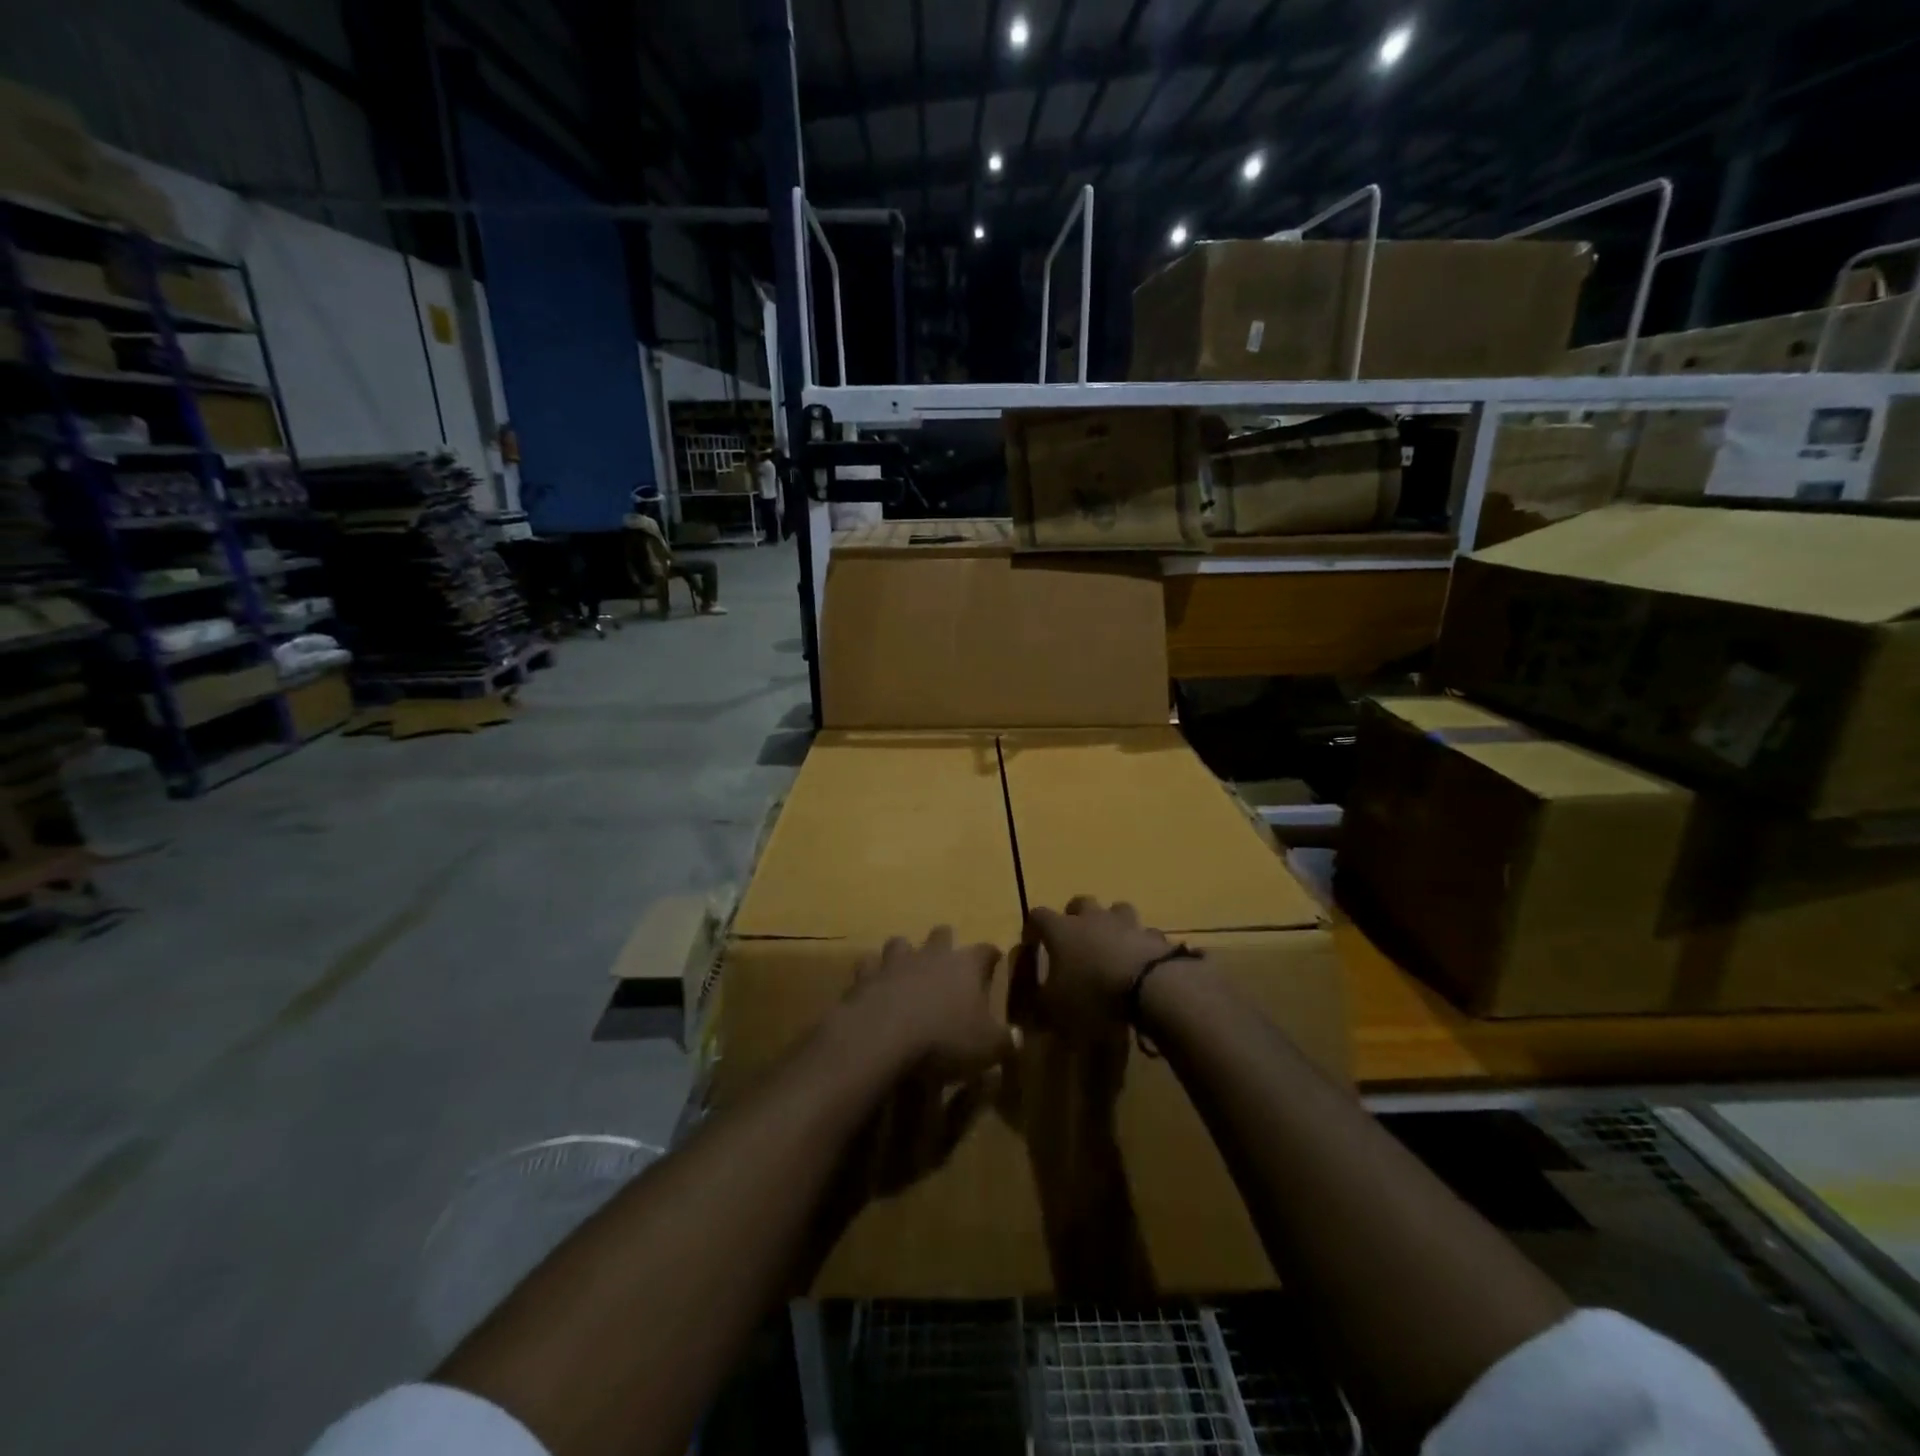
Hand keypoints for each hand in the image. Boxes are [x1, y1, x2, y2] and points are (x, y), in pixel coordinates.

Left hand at [838, 927, 1017, 1081]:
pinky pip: (868, 966)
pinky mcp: (865, 976)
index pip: (986, 950)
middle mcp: (931, 954)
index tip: (994, 961)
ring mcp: (895, 962)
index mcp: (965, 965)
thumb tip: (1019, 1037)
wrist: (882, 1035)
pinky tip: (873, 986)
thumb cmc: (944, 1038)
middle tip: (948, 959)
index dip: (991, 956)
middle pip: (942, 934)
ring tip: (906, 969)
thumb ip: (1005, 1041)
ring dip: (904, 953)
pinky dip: (872, 974)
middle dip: (945, 942)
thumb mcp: (986, 1047)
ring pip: (901, 943)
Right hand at [1016, 897, 1175, 1033]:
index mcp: (1061, 930)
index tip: (1032, 941)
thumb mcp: (1055, 1008)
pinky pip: (1144, 934)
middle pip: (1080, 902)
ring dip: (1111, 922)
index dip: (1033, 926)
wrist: (1150, 988)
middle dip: (1074, 916)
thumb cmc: (1093, 994)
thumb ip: (1040, 1002)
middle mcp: (1092, 918)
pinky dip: (1140, 943)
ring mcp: (1126, 923)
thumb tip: (1034, 1001)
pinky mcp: (1154, 936)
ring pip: (1116, 909)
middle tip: (1074, 937)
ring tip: (1110, 943)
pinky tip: (1140, 961)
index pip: (1038, 915)